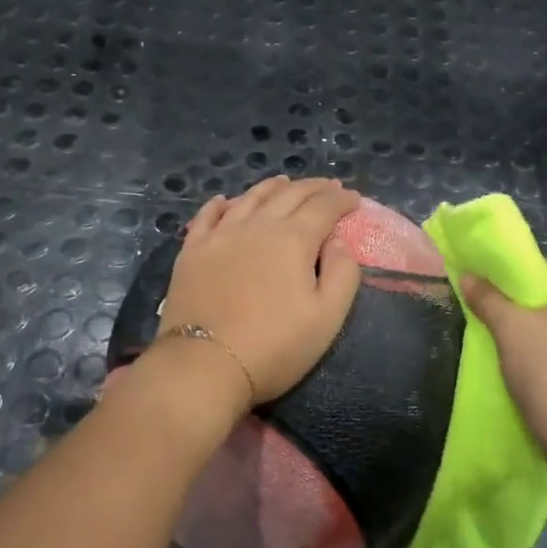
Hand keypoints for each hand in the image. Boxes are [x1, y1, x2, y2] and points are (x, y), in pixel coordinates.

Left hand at [153, 177, 362, 417]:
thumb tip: (337, 241)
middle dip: (313, 188)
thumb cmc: (274, 347)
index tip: (354, 199)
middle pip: (289, 194)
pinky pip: (207, 216)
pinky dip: (221, 204)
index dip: (342, 200)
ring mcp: (220, 235)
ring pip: (250, 198)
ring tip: (284, 182)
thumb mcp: (326, 318)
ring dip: (272, 187)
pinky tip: (225, 201)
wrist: (204, 365)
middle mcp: (257, 225)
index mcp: (293, 239)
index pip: (324, 207)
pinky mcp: (192, 251)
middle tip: (328, 187)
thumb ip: (342, 274)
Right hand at [462, 259, 546, 470]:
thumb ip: (487, 298)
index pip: (543, 268)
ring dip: (540, 333)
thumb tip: (467, 275)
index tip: (488, 301)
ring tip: (514, 353)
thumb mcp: (509, 330)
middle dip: (525, 309)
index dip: (511, 281)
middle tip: (497, 328)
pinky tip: (540, 373)